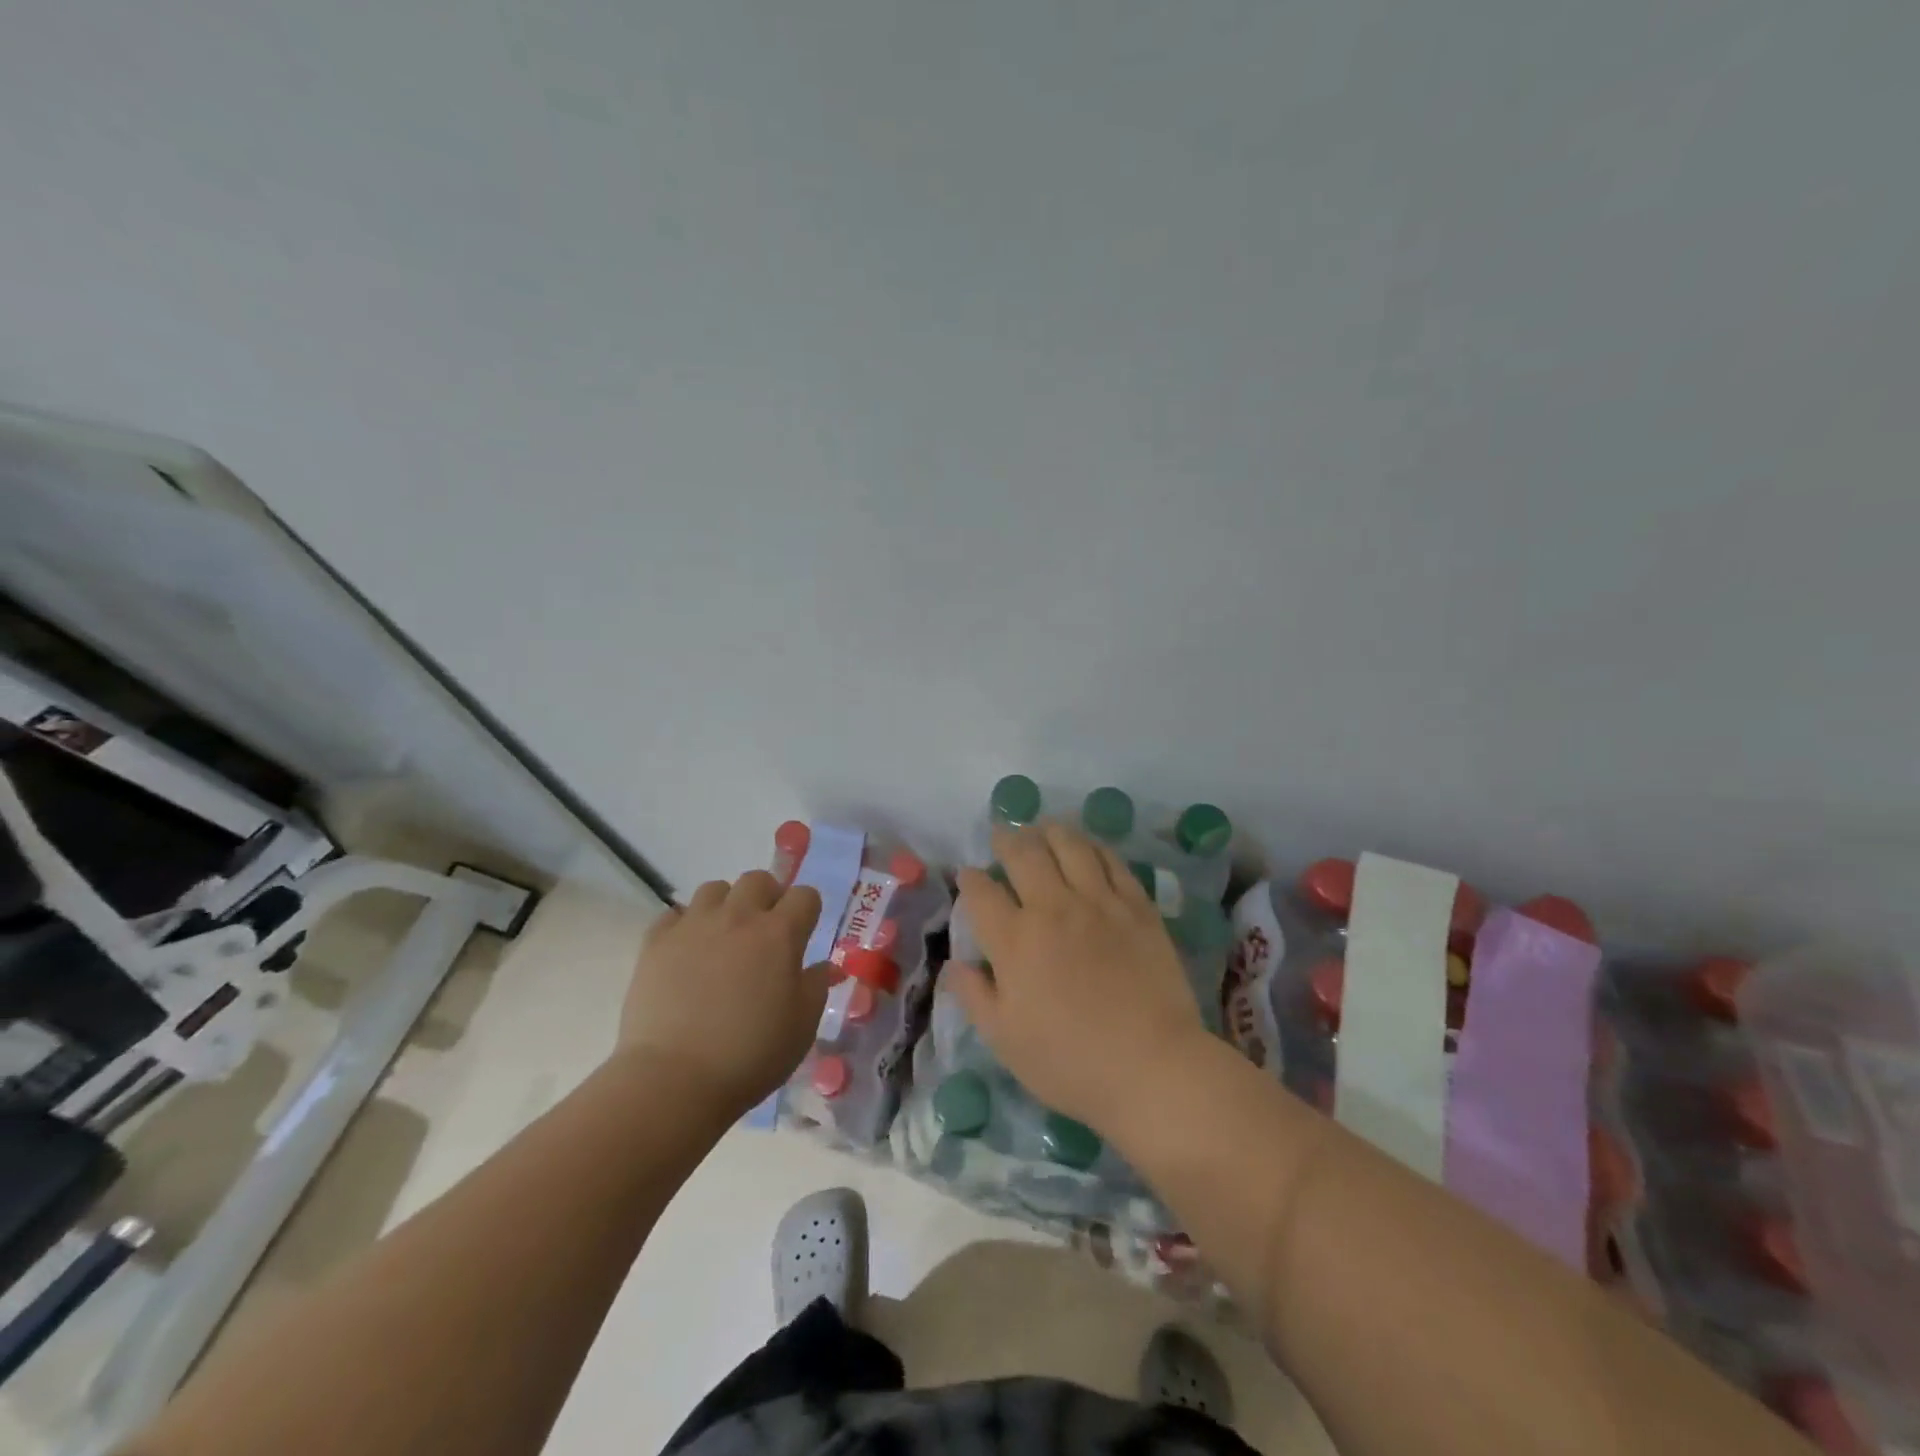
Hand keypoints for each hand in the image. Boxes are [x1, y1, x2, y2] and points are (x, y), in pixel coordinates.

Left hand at [617, 871, 831, 1116]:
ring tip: (724, 938)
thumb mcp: (802, 1027)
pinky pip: (674, 914)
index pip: (805, 895)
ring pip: (715, 889)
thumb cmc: (750, 1055)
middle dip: (767, 897)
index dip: (808, 911)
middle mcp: (738, 917)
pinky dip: (685, 926)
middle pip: (758, 880)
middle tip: (764, 932)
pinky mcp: (656, 942)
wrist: (673, 1079)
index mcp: (779, 934)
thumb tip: (824, 965)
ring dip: (726, 905)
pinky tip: (687, 953)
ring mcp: (693, 925)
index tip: (803, 933)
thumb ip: (816, 986)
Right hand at [948, 824, 1209, 1133]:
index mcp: (1015, 940)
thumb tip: (953, 963)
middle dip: (1007, 840)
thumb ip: (974, 996)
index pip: (982, 893)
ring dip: (1050, 832)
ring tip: (1043, 828)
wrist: (1152, 1066)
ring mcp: (1099, 902)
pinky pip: (1112, 862)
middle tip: (1002, 835)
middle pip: (1024, 855)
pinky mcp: (1137, 906)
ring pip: (1070, 846)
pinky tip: (1089, 847)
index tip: (968, 875)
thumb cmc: (1070, 1062)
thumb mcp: (1005, 1040)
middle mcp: (1053, 908)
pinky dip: (1094, 847)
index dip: (970, 879)